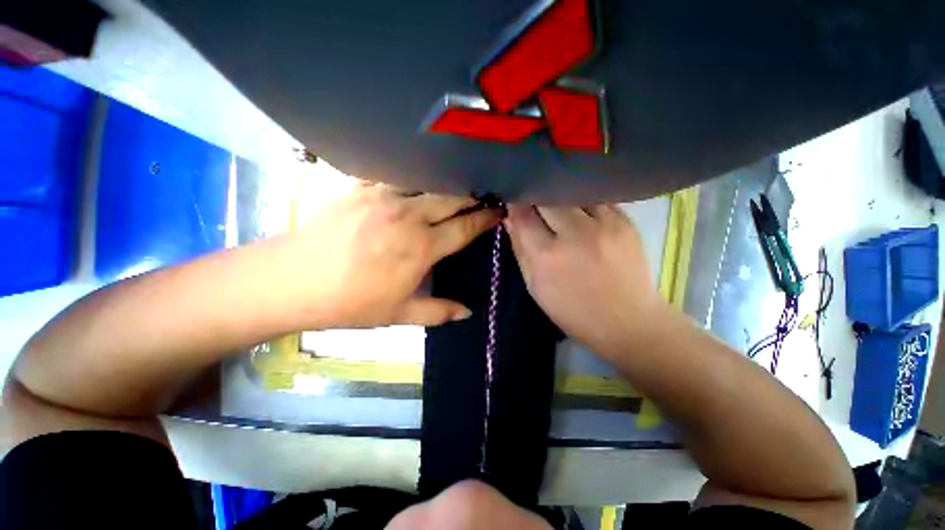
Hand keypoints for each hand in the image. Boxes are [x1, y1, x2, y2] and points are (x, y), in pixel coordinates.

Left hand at [288, 183, 501, 328]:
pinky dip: (412, 176)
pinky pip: (394, 174)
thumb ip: (438, 312)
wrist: (294, 281)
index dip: (486, 218)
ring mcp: (384, 196)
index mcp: (422, 247)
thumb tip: (468, 313)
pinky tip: (416, 177)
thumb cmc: (351, 302)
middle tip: (484, 194)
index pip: (465, 227)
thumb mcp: (399, 314)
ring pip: (427, 181)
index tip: (499, 211)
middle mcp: (409, 216)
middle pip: (452, 198)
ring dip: (446, 183)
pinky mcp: (360, 187)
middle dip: (472, 195)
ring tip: (456, 185)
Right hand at [504, 204, 667, 357]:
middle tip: (533, 202)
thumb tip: (510, 218)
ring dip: (559, 195)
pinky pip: (595, 198)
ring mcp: (604, 224)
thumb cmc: (573, 311)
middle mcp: (574, 234)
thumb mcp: (535, 285)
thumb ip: (519, 249)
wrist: (627, 321)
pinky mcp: (625, 220)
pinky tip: (580, 212)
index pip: (523, 214)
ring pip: (572, 191)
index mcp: (547, 255)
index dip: (515, 203)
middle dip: (536, 195)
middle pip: (547, 196)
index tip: (513, 200)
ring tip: (556, 205)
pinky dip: (581, 201)